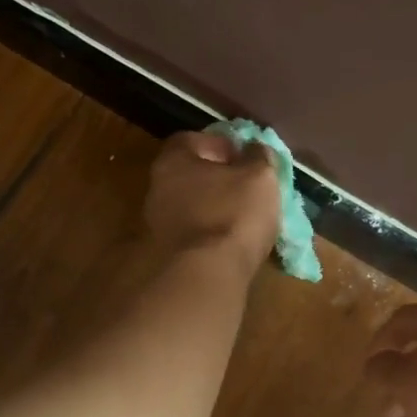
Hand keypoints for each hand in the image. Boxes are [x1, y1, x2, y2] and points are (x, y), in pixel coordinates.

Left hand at [144, 128, 280, 274]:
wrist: (205, 277)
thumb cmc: (232, 214)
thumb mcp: (260, 176)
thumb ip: (259, 157)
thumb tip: (255, 150)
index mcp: (173, 161)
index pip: (193, 140)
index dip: (221, 144)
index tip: (244, 157)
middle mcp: (157, 189)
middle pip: (190, 175)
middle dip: (218, 179)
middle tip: (247, 188)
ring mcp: (157, 225)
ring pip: (192, 208)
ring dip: (215, 210)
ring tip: (244, 220)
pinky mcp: (166, 256)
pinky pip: (194, 236)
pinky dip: (211, 236)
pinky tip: (232, 245)